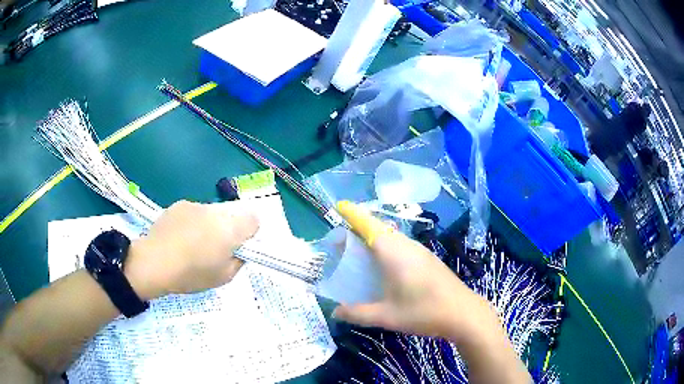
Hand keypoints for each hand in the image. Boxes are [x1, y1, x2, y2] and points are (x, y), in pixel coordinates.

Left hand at [124, 200, 258, 299]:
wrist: (154, 262)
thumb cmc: (191, 274)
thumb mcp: (223, 278)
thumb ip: (238, 261)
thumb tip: (238, 251)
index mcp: (230, 229)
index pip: (254, 220)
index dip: (249, 233)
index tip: (238, 246)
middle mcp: (216, 212)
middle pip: (231, 216)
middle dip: (228, 230)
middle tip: (213, 249)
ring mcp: (196, 205)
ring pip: (212, 214)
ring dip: (209, 225)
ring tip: (191, 244)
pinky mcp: (180, 204)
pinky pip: (194, 212)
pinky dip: (192, 222)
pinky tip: (179, 237)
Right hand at [332, 201, 499, 340]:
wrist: (464, 313)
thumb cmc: (423, 312)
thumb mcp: (386, 316)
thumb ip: (357, 313)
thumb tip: (335, 313)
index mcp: (393, 253)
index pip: (368, 225)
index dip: (353, 215)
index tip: (339, 207)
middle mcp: (407, 245)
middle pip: (378, 229)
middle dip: (359, 230)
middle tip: (341, 245)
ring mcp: (420, 251)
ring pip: (391, 237)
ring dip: (374, 239)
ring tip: (360, 255)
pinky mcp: (428, 259)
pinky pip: (401, 246)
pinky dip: (386, 248)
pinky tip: (385, 268)